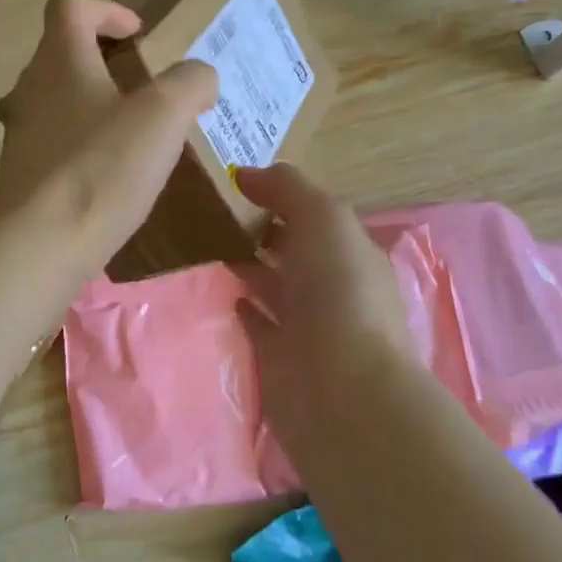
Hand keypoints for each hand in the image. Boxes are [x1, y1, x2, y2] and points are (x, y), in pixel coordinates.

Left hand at [0, 0, 216, 269]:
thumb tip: (199, 78)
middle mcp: (30, 89)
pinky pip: (52, 143)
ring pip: (55, 100)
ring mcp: (19, 134)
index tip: (138, 35)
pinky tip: (108, 176)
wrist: (44, 245)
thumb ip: (190, 83)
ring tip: (130, 133)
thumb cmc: (103, 169)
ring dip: (91, 104)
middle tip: (141, 86)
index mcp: (60, 61)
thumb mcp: (165, 115)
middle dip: (102, 60)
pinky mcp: (20, 174)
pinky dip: (81, 145)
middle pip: (60, 53)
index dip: (107, 9)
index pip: (71, 6)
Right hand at [233, 163, 416, 446]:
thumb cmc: (339, 294)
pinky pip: (260, 325)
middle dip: (264, 231)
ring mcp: (308, 326)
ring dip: (251, 267)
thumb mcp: (324, 219)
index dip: (282, 198)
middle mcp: (334, 288)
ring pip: (276, 286)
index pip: (316, 217)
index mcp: (352, 253)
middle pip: (296, 251)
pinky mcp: (282, 358)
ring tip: (210, 245)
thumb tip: (246, 172)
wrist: (339, 389)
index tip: (238, 185)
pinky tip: (226, 293)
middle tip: (215, 212)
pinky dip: (246, 307)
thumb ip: (288, 188)